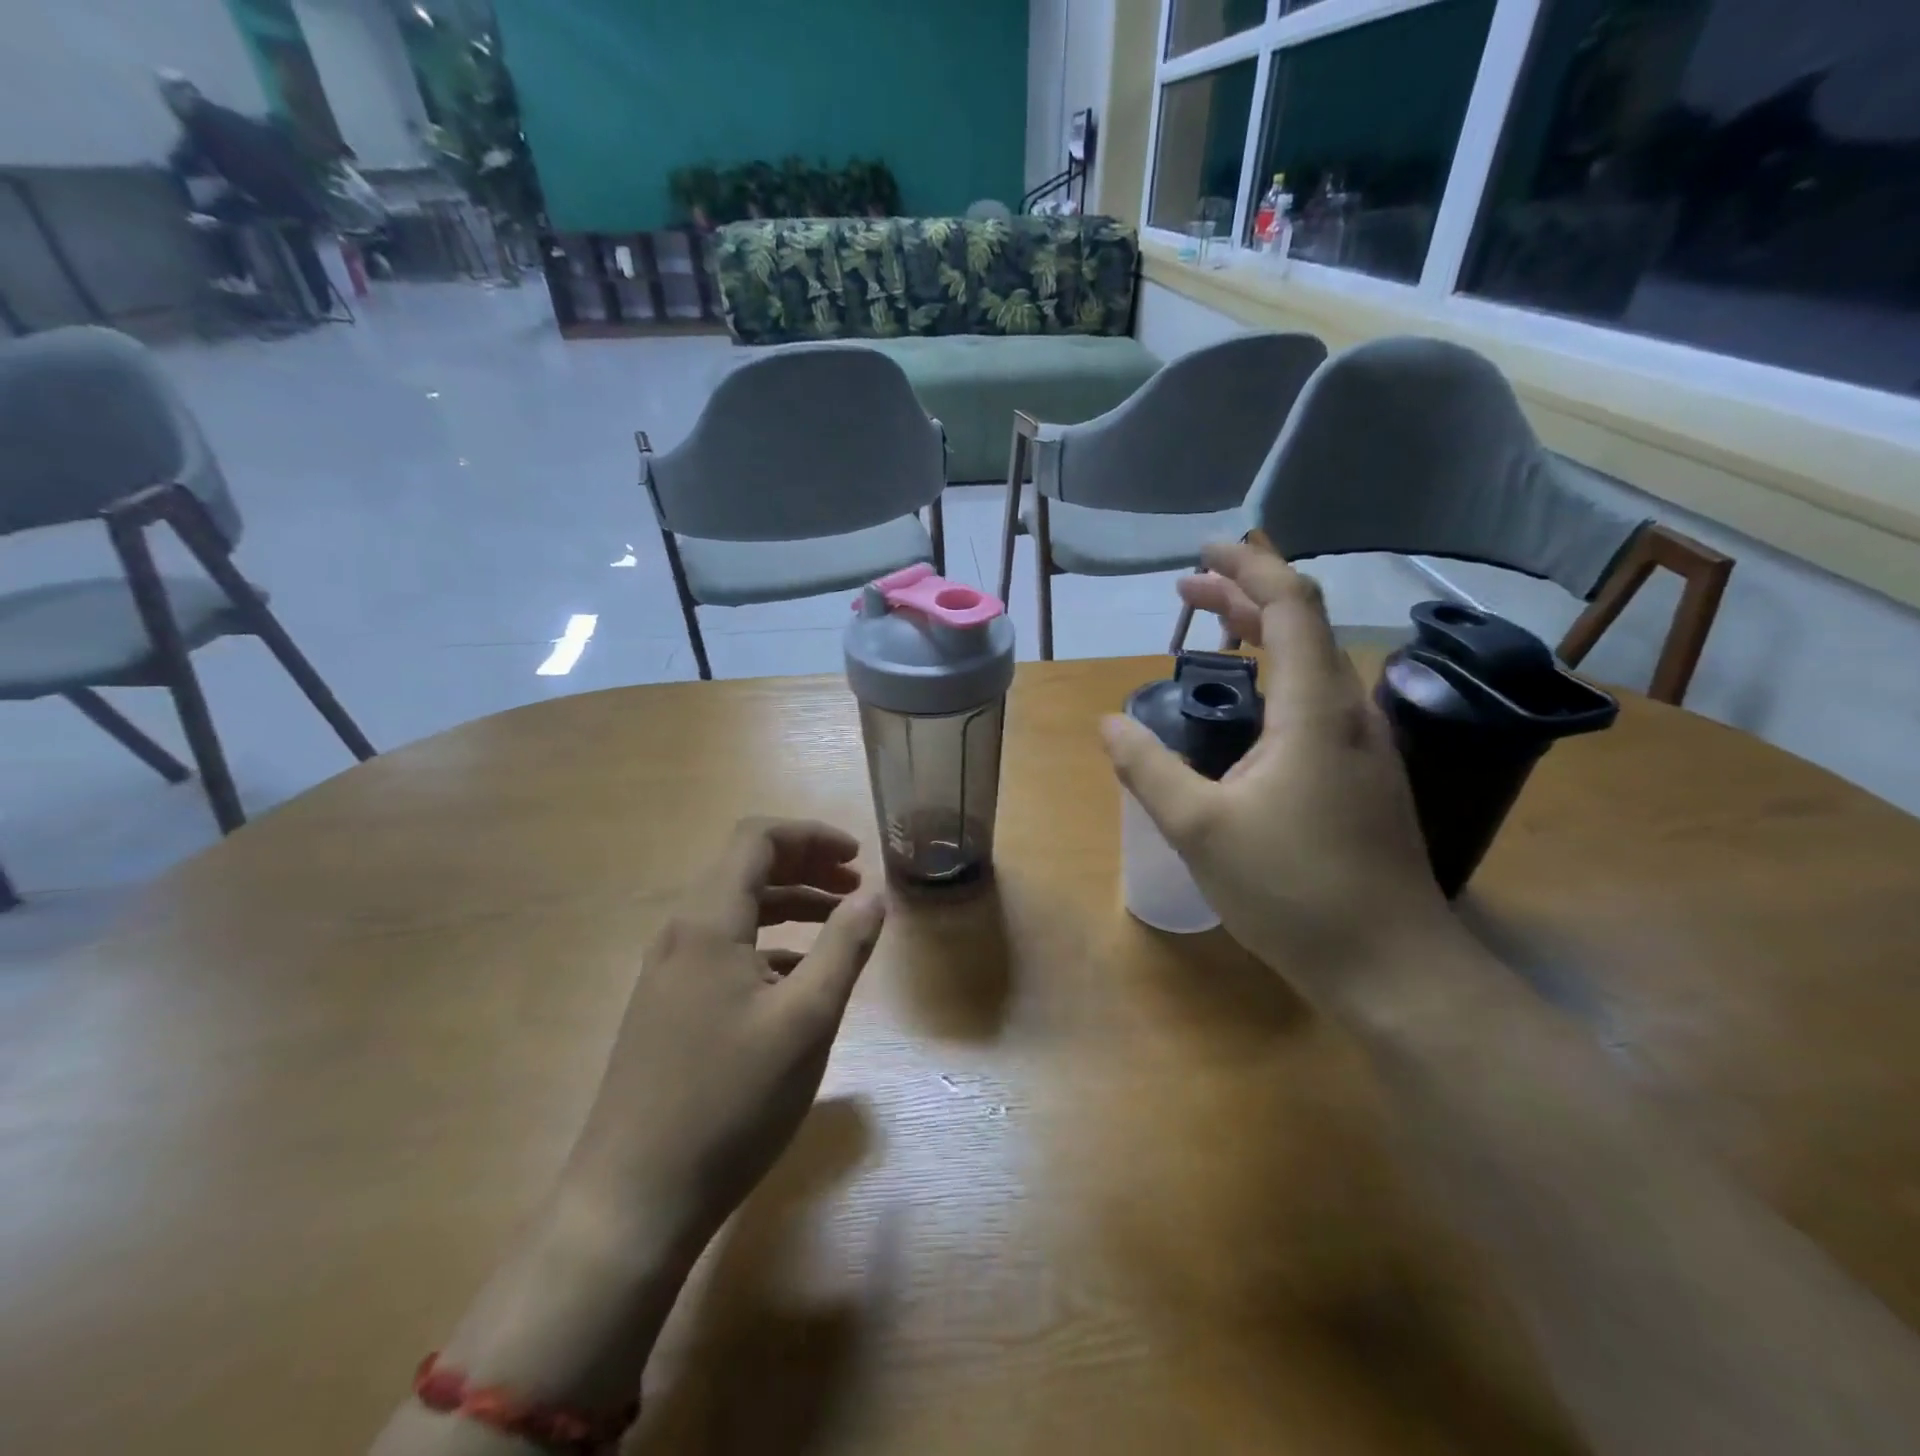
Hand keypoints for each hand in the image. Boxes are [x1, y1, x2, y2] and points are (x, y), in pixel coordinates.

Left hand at [563, 818, 886, 1261]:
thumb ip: (845, 947)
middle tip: (856, 887)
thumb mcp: (807, 1020)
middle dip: (806, 868)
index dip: (812, 836)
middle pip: (745, 870)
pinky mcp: (667, 1009)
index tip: (858, 857)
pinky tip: (797, 981)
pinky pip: (723, 951)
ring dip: (789, 906)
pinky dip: (768, 945)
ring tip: (839, 925)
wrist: (632, 1201)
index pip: (757, 838)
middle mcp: (681, 935)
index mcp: (708, 921)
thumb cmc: (730, 1101)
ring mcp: (667, 974)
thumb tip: (875, 896)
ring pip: (735, 913)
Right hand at [1102, 541, 1455, 1008]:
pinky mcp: (1364, 775)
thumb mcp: (1200, 829)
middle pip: (1304, 625)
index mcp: (1316, 708)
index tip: (1203, 552)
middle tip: (1188, 590)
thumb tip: (1109, 723)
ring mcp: (1365, 745)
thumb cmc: (1293, 891)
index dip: (1249, 567)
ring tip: (1212, 629)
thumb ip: (1148, 768)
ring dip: (1264, 634)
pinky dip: (1279, 674)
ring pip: (1314, 662)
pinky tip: (1250, 706)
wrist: (1390, 966)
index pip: (1291, 605)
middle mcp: (1350, 711)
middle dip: (1245, 595)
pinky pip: (1318, 699)